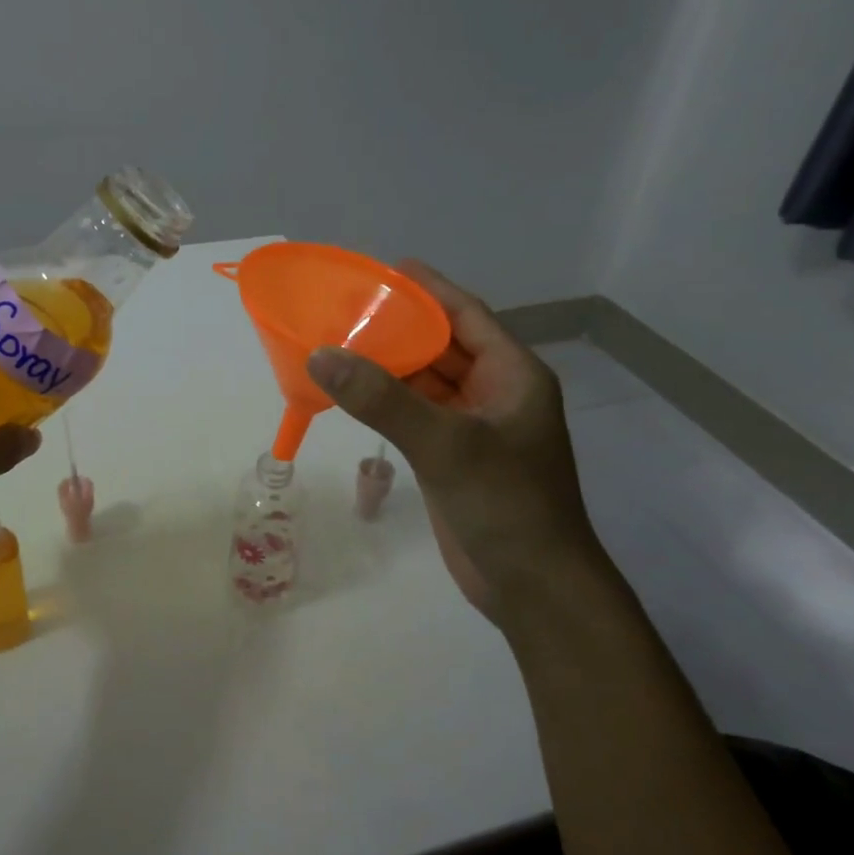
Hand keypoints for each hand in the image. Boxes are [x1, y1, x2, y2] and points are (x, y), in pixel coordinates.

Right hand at [306, 260, 604, 624]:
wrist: (533, 586)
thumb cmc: (506, 504)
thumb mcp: (446, 444)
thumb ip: (382, 399)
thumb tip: (320, 355)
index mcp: (511, 373)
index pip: (465, 314)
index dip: (427, 288)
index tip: (382, 268)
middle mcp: (494, 392)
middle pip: (440, 344)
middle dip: (397, 325)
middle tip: (343, 306)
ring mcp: (472, 426)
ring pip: (424, 381)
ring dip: (387, 364)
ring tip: (336, 342)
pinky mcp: (451, 456)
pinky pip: (415, 414)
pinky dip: (385, 401)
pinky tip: (351, 392)